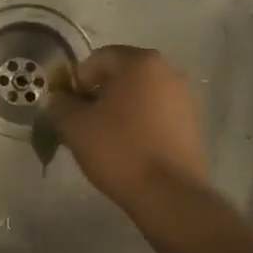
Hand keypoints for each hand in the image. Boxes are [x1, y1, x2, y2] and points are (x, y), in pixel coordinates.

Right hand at [47, 46, 208, 208]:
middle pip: (122, 75)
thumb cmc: (119, 150)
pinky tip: (128, 148)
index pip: (99, 58)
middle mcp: (168, 71)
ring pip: (140, 95)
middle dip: (99, 94)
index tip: (69, 107)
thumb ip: (60, 105)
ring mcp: (185, 98)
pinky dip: (139, 123)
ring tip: (105, 138)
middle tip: (83, 122)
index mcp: (141, 62)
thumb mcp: (74, 126)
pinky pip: (156, 114)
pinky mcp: (192, 124)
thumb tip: (60, 99)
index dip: (77, 81)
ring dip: (119, 109)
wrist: (168, 193)